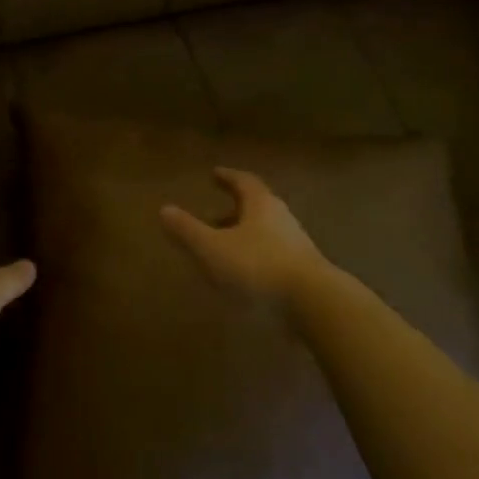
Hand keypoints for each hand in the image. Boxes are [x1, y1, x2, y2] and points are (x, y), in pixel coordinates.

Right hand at [161, 167, 337, 307]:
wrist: (314, 304)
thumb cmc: (258, 267)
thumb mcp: (212, 248)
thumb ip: (187, 230)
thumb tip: (164, 209)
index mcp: (260, 204)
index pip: (243, 182)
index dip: (227, 177)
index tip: (214, 174)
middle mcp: (281, 218)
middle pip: (256, 207)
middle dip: (234, 209)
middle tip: (213, 216)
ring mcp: (296, 245)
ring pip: (265, 232)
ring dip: (244, 236)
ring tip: (224, 249)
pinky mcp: (304, 271)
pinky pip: (274, 255)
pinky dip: (256, 258)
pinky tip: (244, 276)